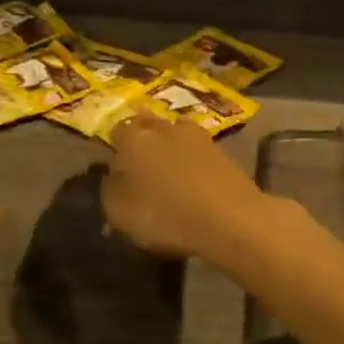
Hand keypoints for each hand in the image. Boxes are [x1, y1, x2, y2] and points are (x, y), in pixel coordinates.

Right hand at [102, 114, 272, 262]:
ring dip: (169, 146)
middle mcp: (164, 127)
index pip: (117, 132)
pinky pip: (197, 150)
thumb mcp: (120, 214)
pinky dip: (191, 160)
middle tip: (141, 164)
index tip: (117, 167)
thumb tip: (115, 177)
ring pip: (175, 133)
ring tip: (168, 170)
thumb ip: (111, 190)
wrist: (231, 218)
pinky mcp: (221, 150)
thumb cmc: (166, 215)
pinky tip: (192, 177)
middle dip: (143, 139)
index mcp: (133, 138)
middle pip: (147, 125)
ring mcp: (196, 136)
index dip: (115, 148)